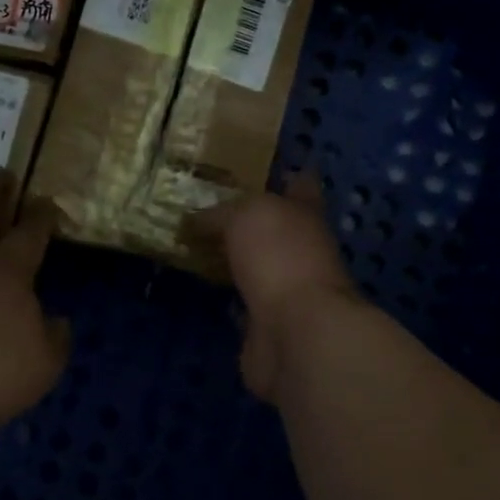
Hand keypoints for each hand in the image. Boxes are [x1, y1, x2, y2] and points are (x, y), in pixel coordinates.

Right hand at [192, 174, 359, 403]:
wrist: (296, 332)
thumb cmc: (279, 255)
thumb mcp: (245, 215)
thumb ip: (220, 213)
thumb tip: (195, 220)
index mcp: (305, 212)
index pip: (301, 185)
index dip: (289, 176)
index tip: (269, 168)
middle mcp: (302, 248)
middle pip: (275, 228)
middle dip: (249, 220)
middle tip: (208, 207)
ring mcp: (288, 288)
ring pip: (258, 265)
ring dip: (235, 258)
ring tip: (196, 243)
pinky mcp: (269, 323)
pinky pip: (242, 301)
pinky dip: (226, 295)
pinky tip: (201, 285)